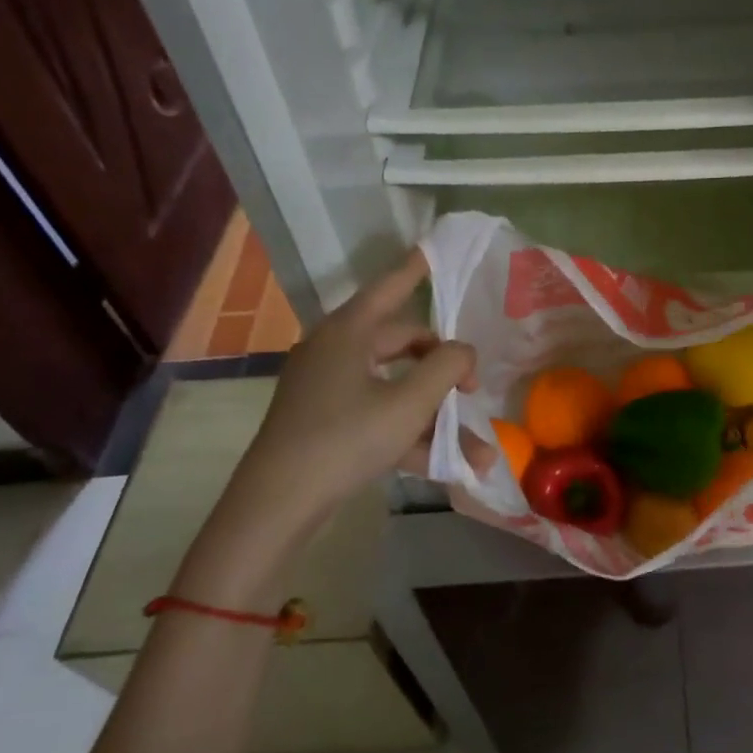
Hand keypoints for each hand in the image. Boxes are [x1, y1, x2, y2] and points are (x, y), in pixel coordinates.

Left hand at [251, 248, 478, 501]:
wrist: (277, 504)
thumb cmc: (346, 438)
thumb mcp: (409, 403)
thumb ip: (447, 368)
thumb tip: (463, 352)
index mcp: (349, 332)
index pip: (390, 287)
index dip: (415, 269)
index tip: (433, 248)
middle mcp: (335, 350)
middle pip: (401, 343)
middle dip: (444, 370)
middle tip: (473, 391)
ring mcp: (326, 388)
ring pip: (394, 388)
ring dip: (434, 415)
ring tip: (474, 450)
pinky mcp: (323, 421)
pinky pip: (376, 414)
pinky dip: (408, 433)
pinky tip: (445, 464)